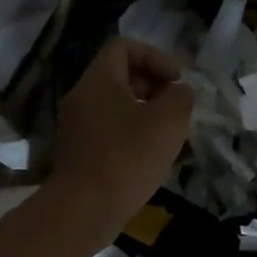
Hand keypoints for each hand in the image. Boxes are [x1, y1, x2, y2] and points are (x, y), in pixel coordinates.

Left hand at [50, 35, 193, 235]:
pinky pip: (108, 132)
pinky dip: (130, 137)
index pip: (124, 47)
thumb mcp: (168, 122)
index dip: (155, 57)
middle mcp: (81, 97)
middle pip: (119, 77)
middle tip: (175, 110)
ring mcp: (76, 127)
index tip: (176, 82)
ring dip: (144, 115)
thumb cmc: (128, 158)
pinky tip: (149, 160)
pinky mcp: (77, 153)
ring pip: (115, 107)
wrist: (85, 209)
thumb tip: (179, 91)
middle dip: (152, 87)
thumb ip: (180, 98)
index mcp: (98, 81)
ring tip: (168, 137)